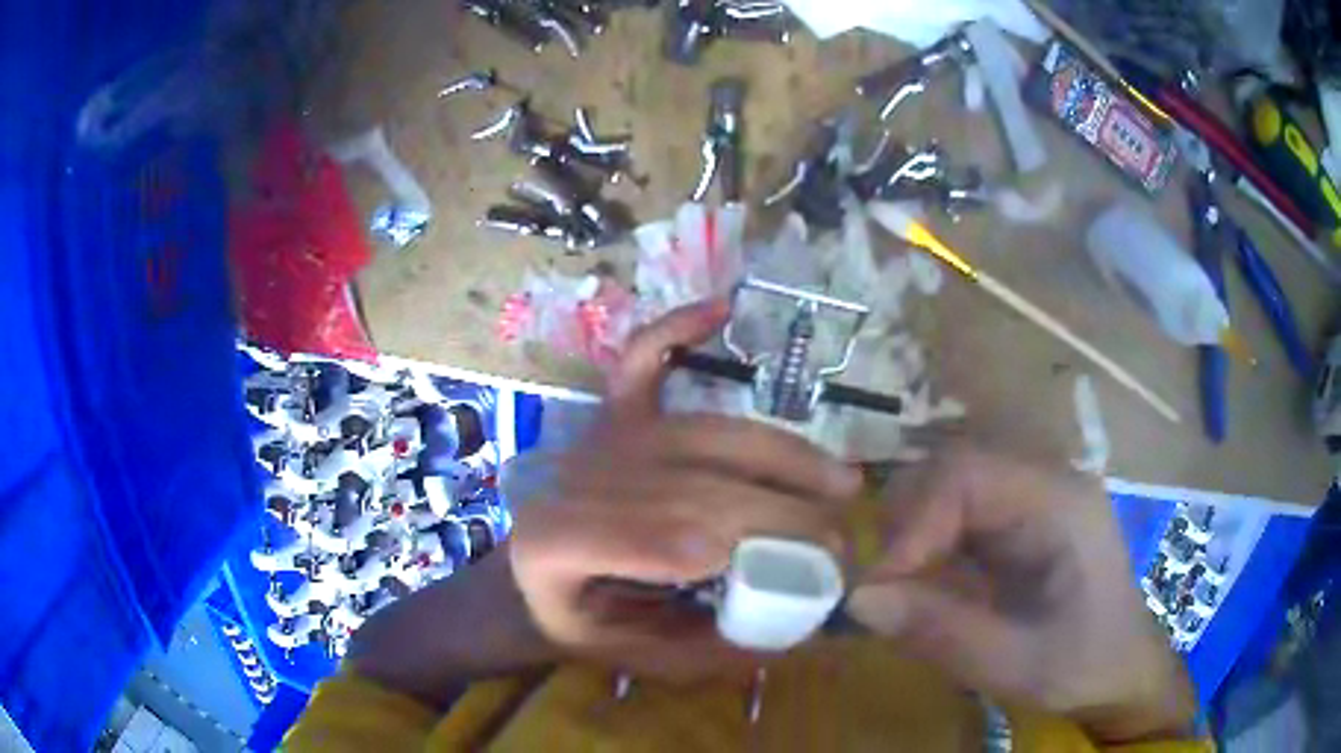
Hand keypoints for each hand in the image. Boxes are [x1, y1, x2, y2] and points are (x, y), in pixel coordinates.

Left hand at [509, 300, 862, 681]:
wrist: (528, 578)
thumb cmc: (582, 622)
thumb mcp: (638, 659)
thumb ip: (712, 650)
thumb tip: (805, 629)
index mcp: (558, 546)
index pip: (644, 538)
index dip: (724, 546)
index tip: (805, 570)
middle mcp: (577, 478)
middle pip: (694, 485)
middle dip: (783, 514)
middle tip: (844, 542)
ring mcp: (598, 437)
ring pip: (703, 433)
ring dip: (780, 454)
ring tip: (841, 482)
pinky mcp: (612, 414)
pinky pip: (642, 359)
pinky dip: (677, 328)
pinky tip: (722, 309)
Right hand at [847, 449, 1195, 743]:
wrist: (1123, 671)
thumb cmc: (1084, 666)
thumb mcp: (1017, 665)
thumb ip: (943, 632)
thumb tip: (860, 599)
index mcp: (1059, 503)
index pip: (968, 475)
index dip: (914, 523)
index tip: (878, 587)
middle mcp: (1045, 483)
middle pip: (955, 469)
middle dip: (907, 523)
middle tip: (881, 587)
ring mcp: (1034, 499)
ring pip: (951, 488)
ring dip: (913, 532)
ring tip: (896, 587)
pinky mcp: (1021, 522)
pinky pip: (961, 514)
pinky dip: (929, 544)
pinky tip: (923, 583)